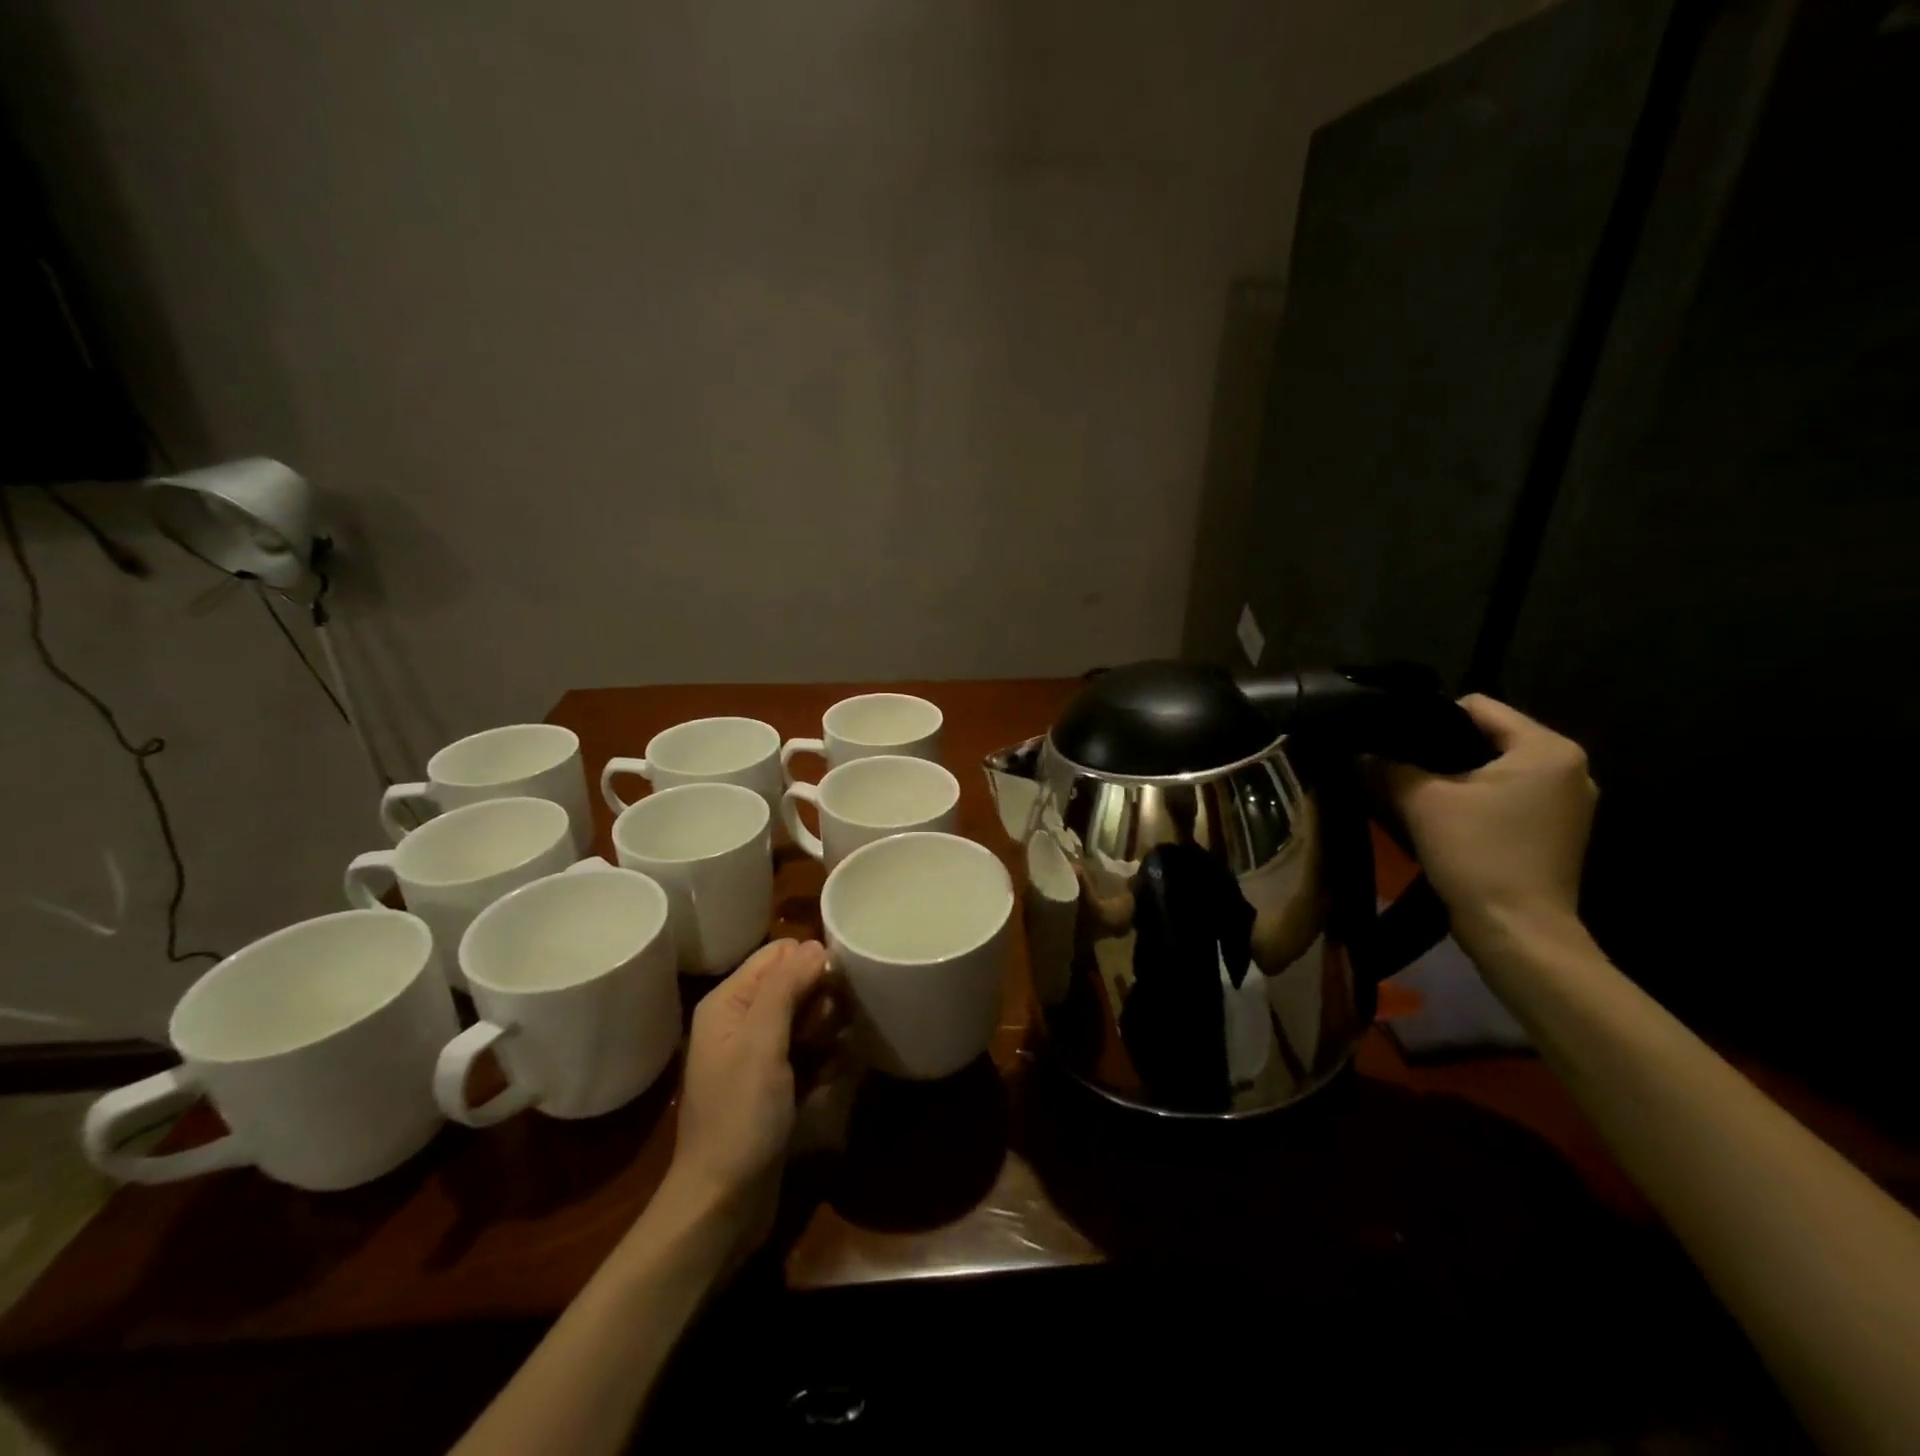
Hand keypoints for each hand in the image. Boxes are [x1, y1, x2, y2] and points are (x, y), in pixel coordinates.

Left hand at [665, 937, 827, 1254]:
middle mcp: (741, 1020)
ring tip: (832, 1055)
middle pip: (794, 982)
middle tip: (829, 1029)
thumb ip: (784, 987)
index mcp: (729, 1002)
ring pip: (806, 1017)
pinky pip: (808, 1051)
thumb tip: (815, 945)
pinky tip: (833, 1076)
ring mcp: (758, 1054)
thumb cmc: (740, 1117)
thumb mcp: (762, 1044)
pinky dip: (824, 1058)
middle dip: (821, 999)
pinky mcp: (774, 1083)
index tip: (837, 985)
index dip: (810, 961)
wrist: (722, 1203)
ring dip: (827, 1030)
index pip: (777, 953)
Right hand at [1387, 694, 1596, 948]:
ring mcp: (1568, 802)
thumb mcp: (1420, 801)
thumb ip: (1388, 767)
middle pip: (1486, 738)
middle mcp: (1570, 768)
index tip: (1392, 742)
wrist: (1517, 932)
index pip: (1476, 707)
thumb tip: (1362, 753)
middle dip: (1440, 750)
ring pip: (1493, 769)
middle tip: (1397, 768)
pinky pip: (1506, 796)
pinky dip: (1474, 800)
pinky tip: (1443, 818)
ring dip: (1455, 778)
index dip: (1426, 719)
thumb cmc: (1477, 854)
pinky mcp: (1557, 831)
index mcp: (1547, 749)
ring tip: (1415, 793)